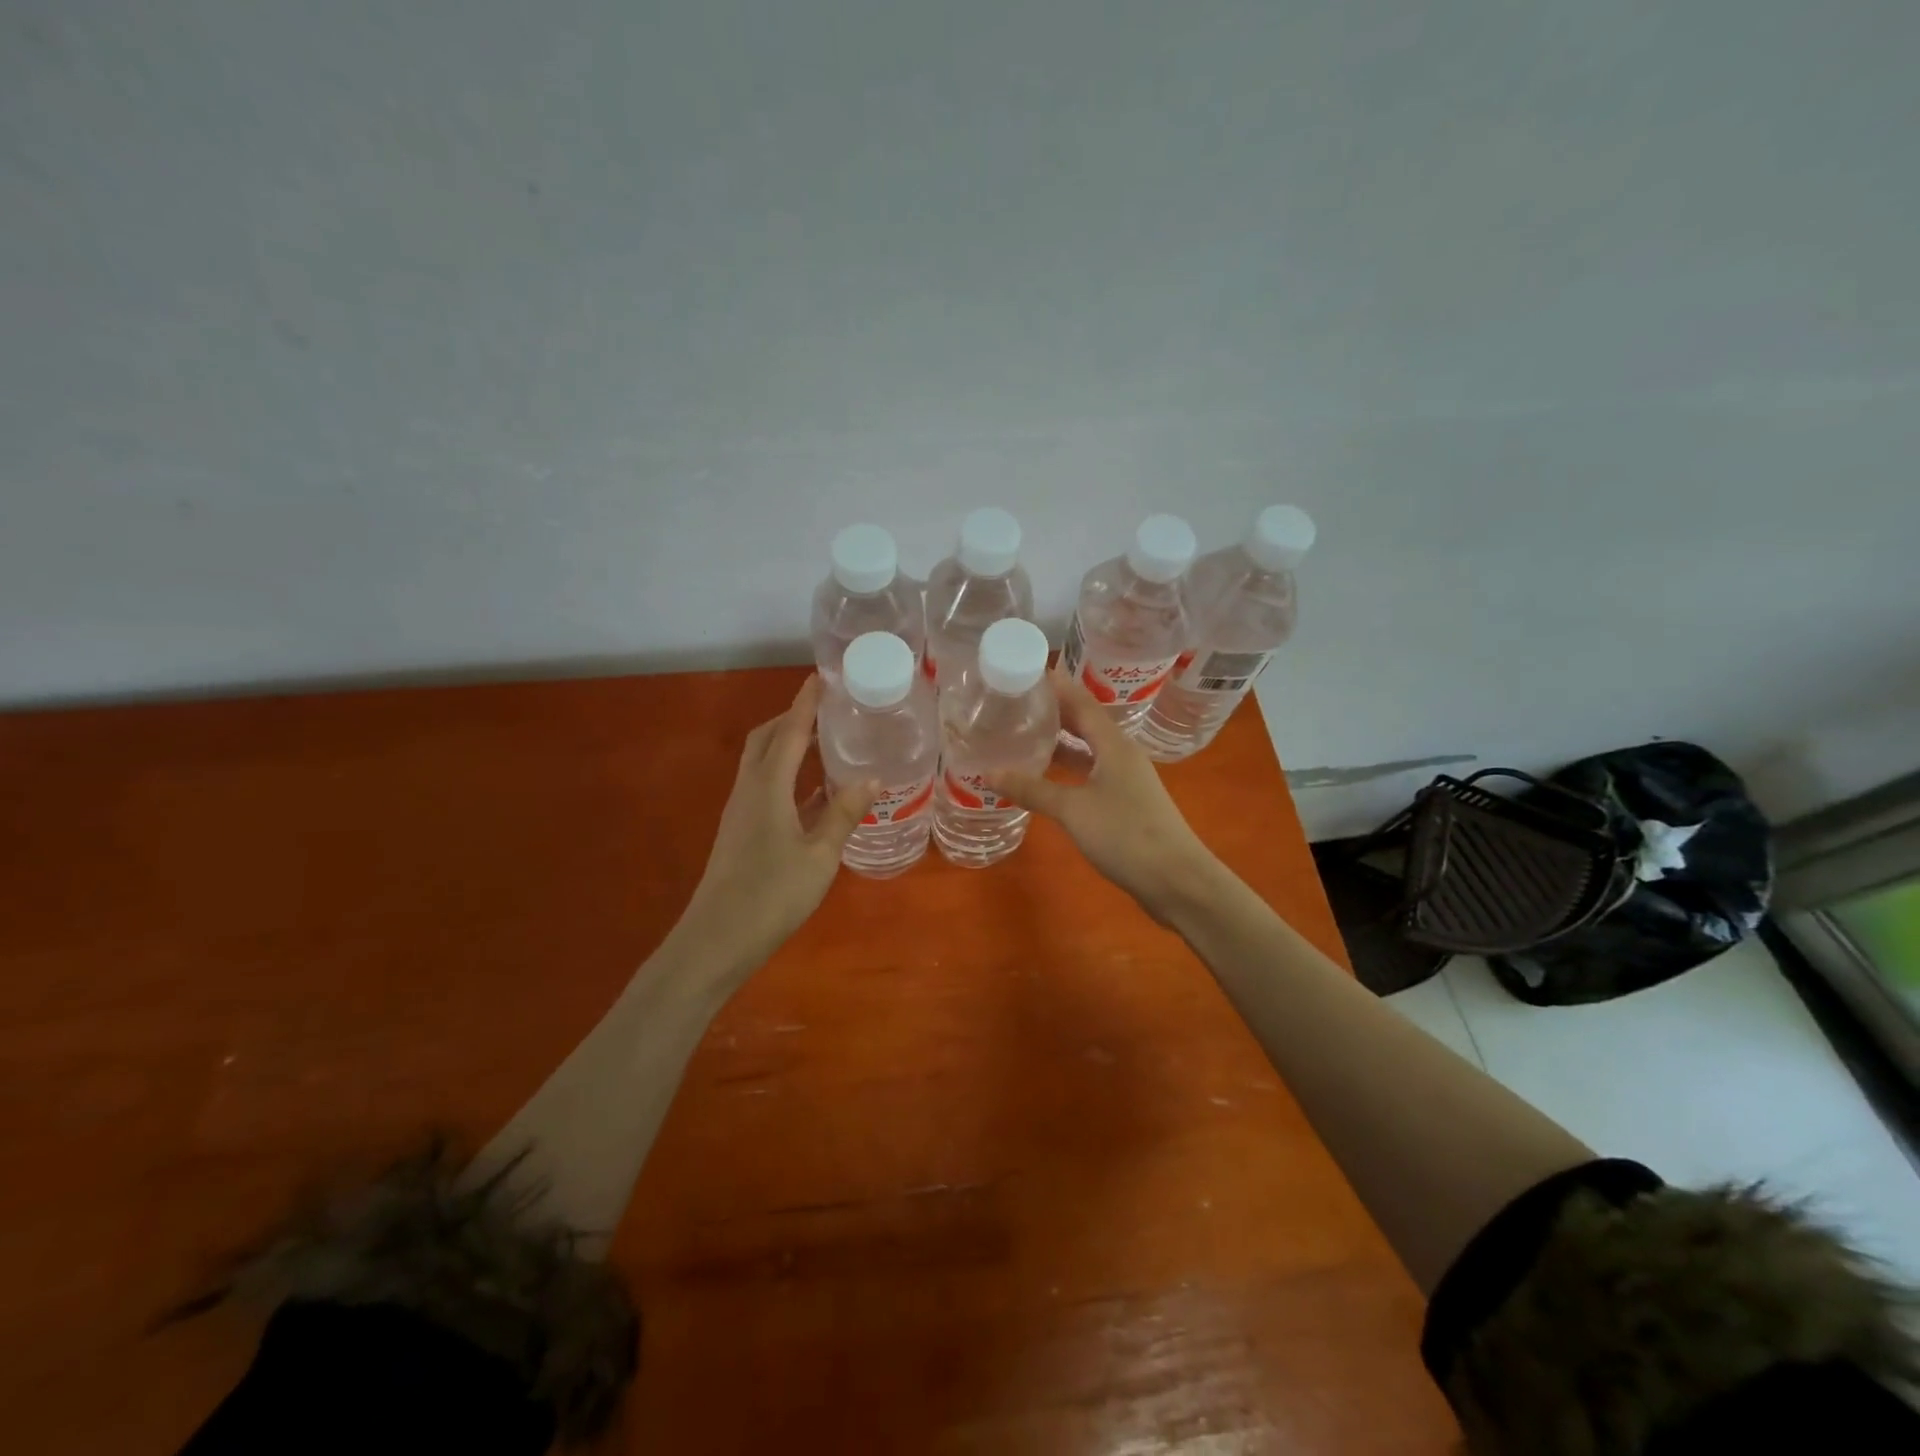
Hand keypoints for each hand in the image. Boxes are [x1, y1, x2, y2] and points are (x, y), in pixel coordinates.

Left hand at [679, 676, 875, 969]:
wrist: (716, 940)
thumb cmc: (771, 895)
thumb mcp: (819, 856)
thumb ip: (843, 814)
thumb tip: (871, 778)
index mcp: (767, 787)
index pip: (789, 732)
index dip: (805, 704)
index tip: (821, 678)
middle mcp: (749, 790)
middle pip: (766, 739)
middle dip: (791, 718)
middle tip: (825, 709)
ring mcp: (740, 812)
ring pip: (761, 762)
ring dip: (786, 744)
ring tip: (822, 742)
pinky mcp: (740, 832)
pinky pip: (763, 786)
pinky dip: (784, 774)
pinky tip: (810, 792)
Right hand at [989, 670, 1223, 922]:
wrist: (1175, 880)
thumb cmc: (1125, 835)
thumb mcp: (1073, 809)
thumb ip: (1033, 789)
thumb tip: (990, 773)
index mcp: (1114, 745)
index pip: (1082, 703)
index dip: (1057, 686)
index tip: (1028, 671)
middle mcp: (1121, 755)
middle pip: (1086, 723)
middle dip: (1055, 711)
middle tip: (1018, 702)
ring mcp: (1125, 780)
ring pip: (1088, 750)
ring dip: (1061, 741)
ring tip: (1025, 734)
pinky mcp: (1125, 803)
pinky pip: (1090, 773)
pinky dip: (1068, 769)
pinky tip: (1046, 777)